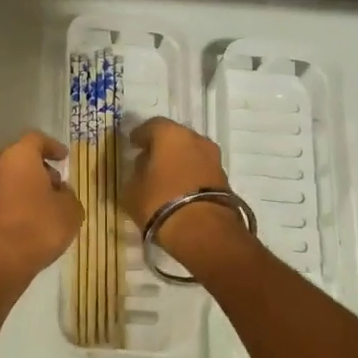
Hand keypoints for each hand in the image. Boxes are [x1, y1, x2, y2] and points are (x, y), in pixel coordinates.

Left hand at [0, 130, 83, 295]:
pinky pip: (0, 200)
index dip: (52, 147)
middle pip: (20, 159)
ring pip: (8, 180)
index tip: (64, 157)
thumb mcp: (70, 211)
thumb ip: (68, 195)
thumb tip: (59, 193)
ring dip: (26, 189)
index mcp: (19, 156)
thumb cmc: (37, 227)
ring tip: (45, 208)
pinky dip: (14, 205)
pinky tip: (28, 224)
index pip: (36, 139)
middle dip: (39, 169)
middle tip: (56, 184)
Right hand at [123, 117, 252, 265]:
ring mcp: (213, 158)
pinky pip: (200, 169)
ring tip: (163, 178)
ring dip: (178, 161)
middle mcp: (195, 139)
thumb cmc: (160, 202)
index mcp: (170, 134)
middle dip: (161, 147)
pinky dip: (189, 175)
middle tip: (148, 160)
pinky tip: (178, 189)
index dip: (140, 135)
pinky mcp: (224, 178)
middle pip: (174, 137)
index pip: (151, 126)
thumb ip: (135, 174)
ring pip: (190, 153)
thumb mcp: (132, 190)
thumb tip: (142, 168)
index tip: (132, 145)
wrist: (204, 231)